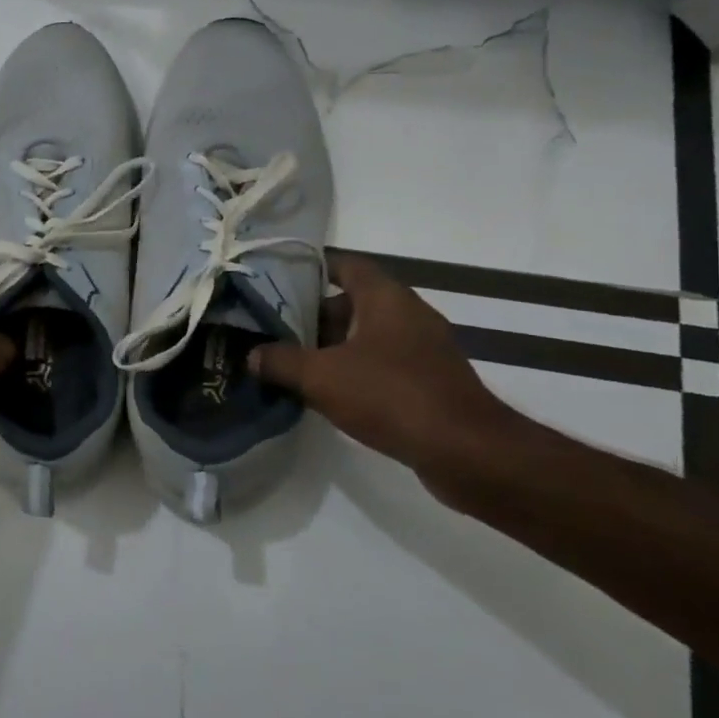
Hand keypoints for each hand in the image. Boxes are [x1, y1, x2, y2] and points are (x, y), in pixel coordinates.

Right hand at [251, 254, 515, 492]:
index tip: (279, 280)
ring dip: (332, 346)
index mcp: (386, 299)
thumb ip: (280, 361)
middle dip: (314, 315)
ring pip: (366, 336)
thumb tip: (252, 355)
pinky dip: (354, 370)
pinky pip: (382, 363)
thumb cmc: (391, 395)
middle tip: (276, 329)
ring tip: (292, 362)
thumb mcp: (320, 376)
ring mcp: (423, 349)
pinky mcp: (429, 381)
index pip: (347, 265)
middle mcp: (408, 315)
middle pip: (353, 302)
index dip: (313, 268)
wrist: (466, 452)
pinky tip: (327, 392)